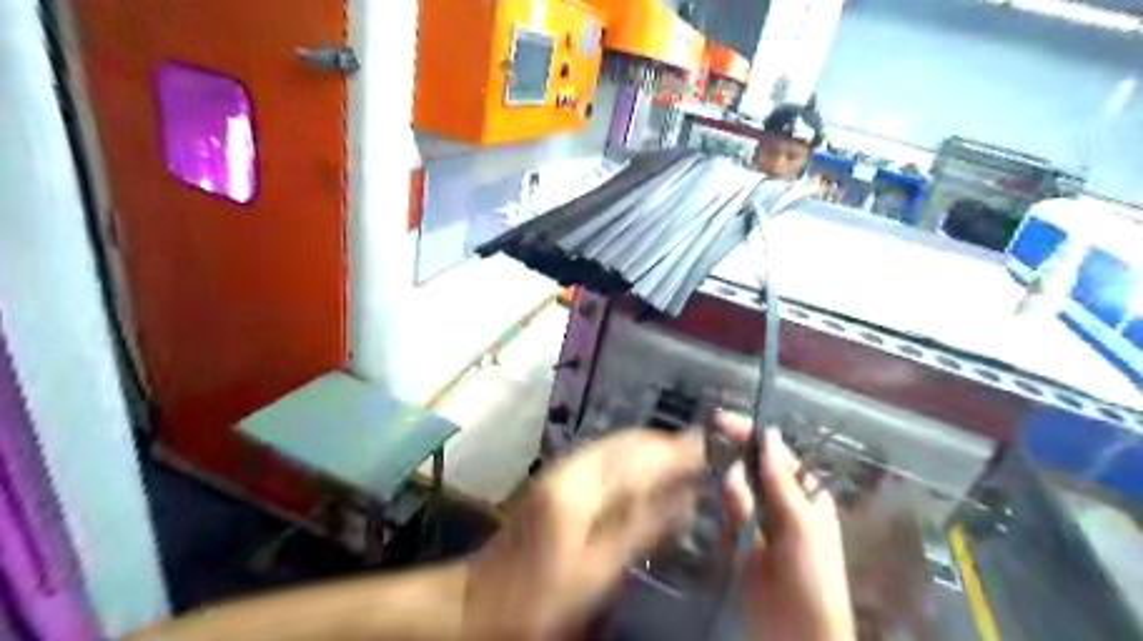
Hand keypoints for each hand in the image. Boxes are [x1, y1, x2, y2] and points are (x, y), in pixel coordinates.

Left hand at [466, 427, 706, 638]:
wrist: (481, 600)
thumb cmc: (539, 595)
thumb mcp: (596, 572)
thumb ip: (639, 530)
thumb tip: (683, 500)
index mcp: (580, 488)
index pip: (637, 457)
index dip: (673, 451)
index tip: (706, 446)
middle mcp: (572, 468)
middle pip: (625, 444)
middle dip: (663, 443)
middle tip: (699, 447)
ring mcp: (562, 472)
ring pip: (614, 447)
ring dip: (648, 446)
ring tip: (680, 454)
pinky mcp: (558, 482)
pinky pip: (603, 457)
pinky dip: (630, 457)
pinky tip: (643, 469)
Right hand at [717, 414, 852, 640]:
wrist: (797, 634)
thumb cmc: (812, 577)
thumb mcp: (800, 524)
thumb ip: (779, 480)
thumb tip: (768, 434)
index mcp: (803, 493)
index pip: (772, 452)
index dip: (748, 434)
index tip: (720, 420)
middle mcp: (779, 502)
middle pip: (747, 471)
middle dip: (737, 482)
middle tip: (736, 504)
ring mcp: (758, 522)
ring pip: (732, 496)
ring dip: (733, 512)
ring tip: (745, 541)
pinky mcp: (739, 542)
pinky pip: (724, 522)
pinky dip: (727, 532)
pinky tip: (738, 552)